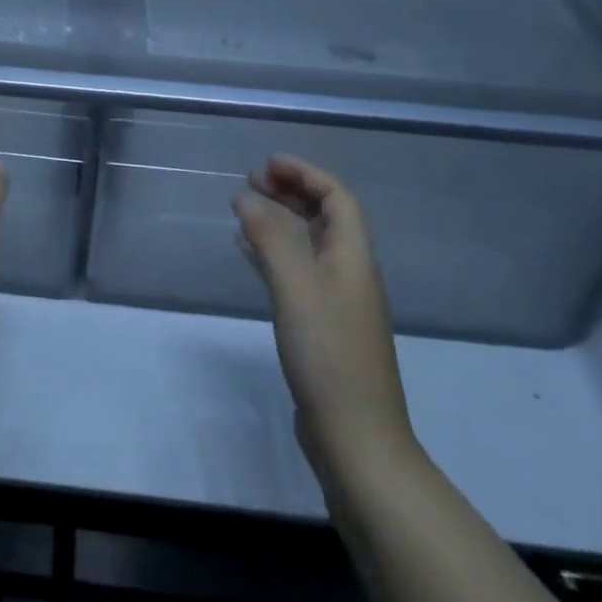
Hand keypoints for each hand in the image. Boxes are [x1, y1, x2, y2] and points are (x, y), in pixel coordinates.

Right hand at [234, 156, 416, 491]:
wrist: (356, 438)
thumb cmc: (328, 354)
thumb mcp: (295, 287)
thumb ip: (270, 238)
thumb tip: (246, 196)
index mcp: (353, 257)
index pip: (337, 197)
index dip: (305, 174)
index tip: (267, 164)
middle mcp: (350, 272)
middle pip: (326, 217)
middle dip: (292, 192)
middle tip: (252, 180)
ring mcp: (337, 301)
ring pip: (310, 243)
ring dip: (281, 219)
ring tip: (244, 207)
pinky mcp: (322, 326)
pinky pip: (297, 271)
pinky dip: (273, 253)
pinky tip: (247, 253)